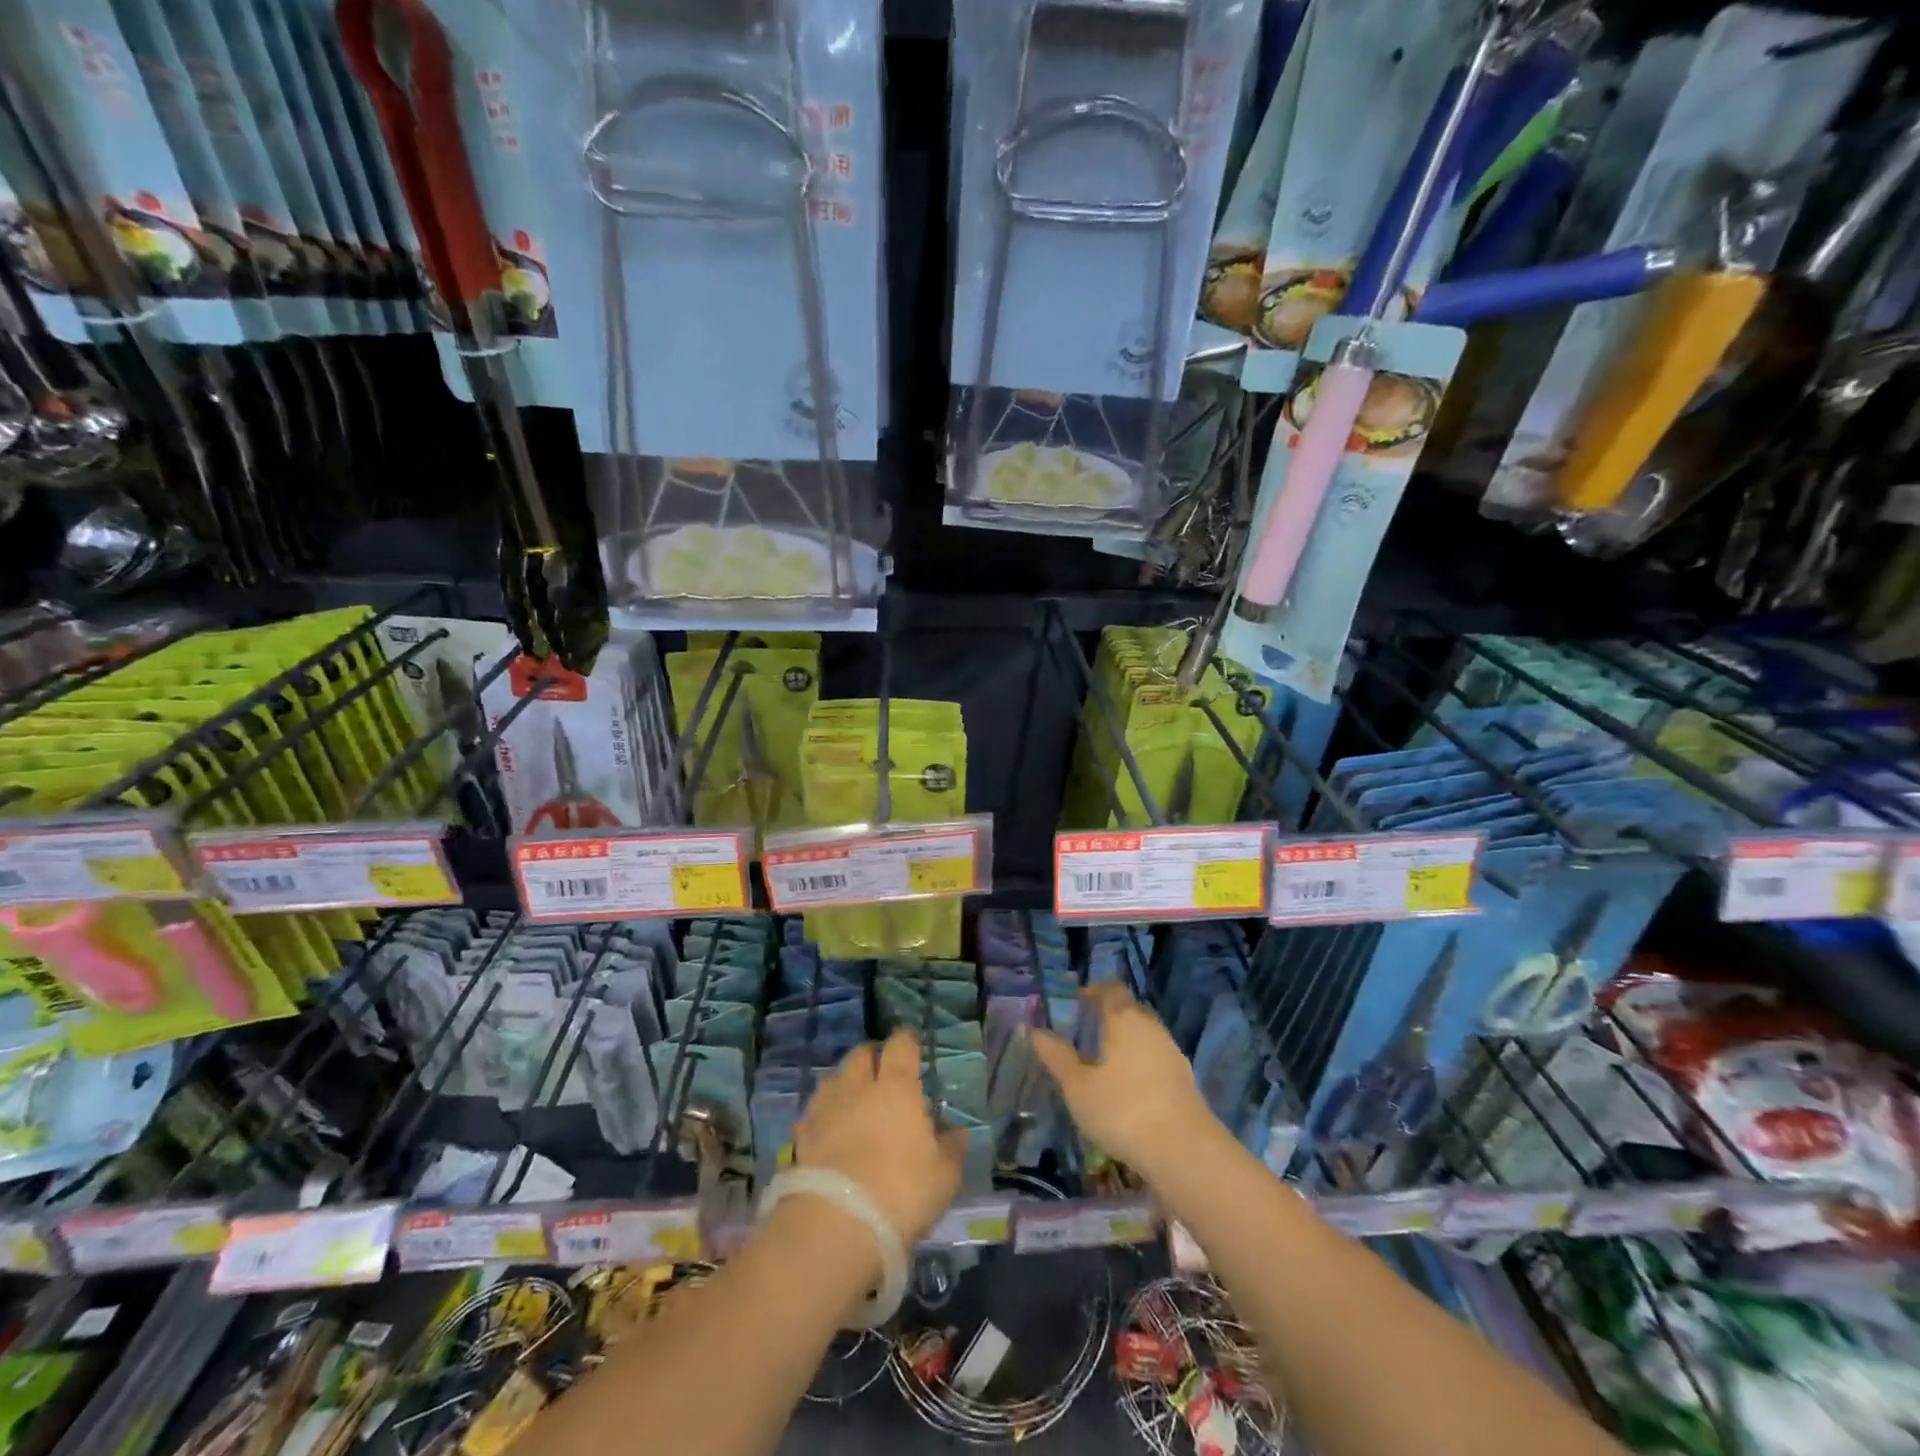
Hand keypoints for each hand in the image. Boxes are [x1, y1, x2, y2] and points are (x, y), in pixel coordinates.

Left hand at [793, 1029, 967, 1246]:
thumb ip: (952, 1149)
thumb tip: (958, 1132)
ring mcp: (826, 1108)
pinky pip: (814, 1111)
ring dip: (845, 1082)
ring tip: (854, 1100)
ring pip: (834, 1078)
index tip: (911, 1042)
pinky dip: (824, 1114)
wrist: (835, 1225)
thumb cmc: (900, 1193)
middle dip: (872, 1057)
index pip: (900, 1045)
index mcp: (897, 1088)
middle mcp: (858, 1087)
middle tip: (882, 1072)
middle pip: (861, 1054)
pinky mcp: (801, 1135)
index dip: (906, 1040)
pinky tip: (830, 1130)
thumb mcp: (943, 1177)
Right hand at [1029, 984, 1215, 1178]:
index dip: (1093, 991)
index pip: (1110, 989)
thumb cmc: (1122, 1110)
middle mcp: (1150, 1026)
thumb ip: (1057, 1056)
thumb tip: (1035, 1031)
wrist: (1184, 1150)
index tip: (1077, 1002)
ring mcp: (1172, 1051)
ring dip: (1126, 1040)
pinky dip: (1141, 1062)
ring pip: (1145, 1034)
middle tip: (1087, 1031)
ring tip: (1105, 1061)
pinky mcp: (1185, 1078)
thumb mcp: (1078, 1087)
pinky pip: (1156, 1057)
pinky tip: (1130, 1087)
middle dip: (1109, 1015)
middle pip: (1129, 1009)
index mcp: (1123, 1019)